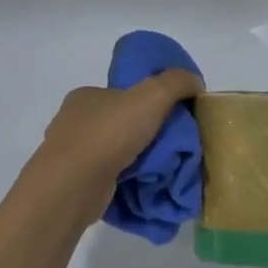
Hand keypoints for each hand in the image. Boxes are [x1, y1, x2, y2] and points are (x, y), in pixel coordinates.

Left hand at [27, 70, 203, 222]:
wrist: (74, 185)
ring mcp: (72, 154)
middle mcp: (74, 122)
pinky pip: (109, 177)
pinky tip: (145, 186)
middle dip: (147, 134)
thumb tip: (195, 82)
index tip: (172, 118)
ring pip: (115, 152)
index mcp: (86, 96)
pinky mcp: (75, 182)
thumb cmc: (109, 134)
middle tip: (174, 146)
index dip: (150, 103)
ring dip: (138, 160)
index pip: (123, 95)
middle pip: (121, 124)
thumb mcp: (151, 96)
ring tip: (164, 169)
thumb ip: (176, 82)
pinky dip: (127, 180)